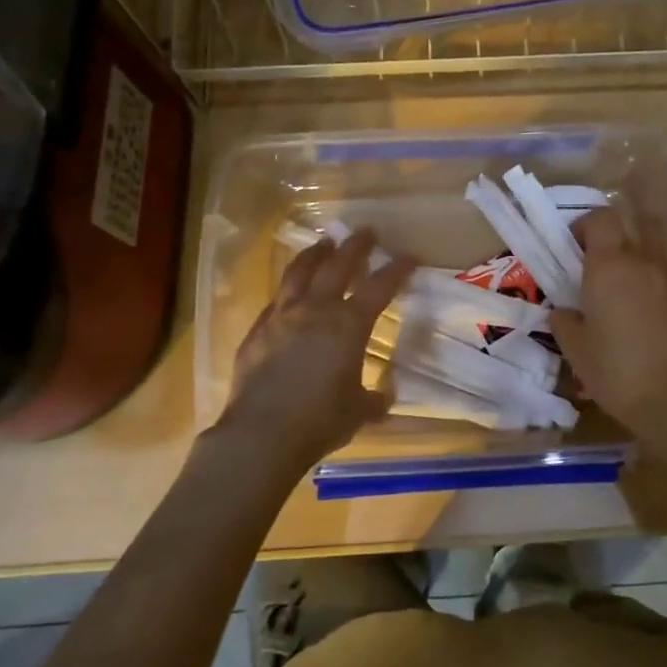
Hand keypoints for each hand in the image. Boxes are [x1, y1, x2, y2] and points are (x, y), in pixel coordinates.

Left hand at [216, 229, 414, 473]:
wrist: (261, 434)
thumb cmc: (320, 421)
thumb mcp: (359, 412)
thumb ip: (374, 399)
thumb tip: (383, 397)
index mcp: (348, 325)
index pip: (379, 287)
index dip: (396, 269)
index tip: (409, 257)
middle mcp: (316, 310)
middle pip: (337, 266)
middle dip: (355, 246)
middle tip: (365, 232)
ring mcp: (282, 317)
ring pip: (299, 273)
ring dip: (315, 254)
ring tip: (324, 244)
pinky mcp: (257, 331)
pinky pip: (276, 301)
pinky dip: (288, 290)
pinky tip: (289, 293)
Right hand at [550, 209, 666, 436]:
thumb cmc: (614, 369)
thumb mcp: (574, 348)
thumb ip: (563, 320)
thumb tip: (563, 310)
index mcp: (609, 266)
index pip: (601, 218)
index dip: (585, 225)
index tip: (572, 248)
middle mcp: (642, 264)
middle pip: (622, 240)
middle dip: (604, 254)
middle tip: (589, 283)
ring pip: (642, 264)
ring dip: (626, 276)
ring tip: (614, 309)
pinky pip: (660, 287)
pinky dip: (646, 296)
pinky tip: (639, 328)